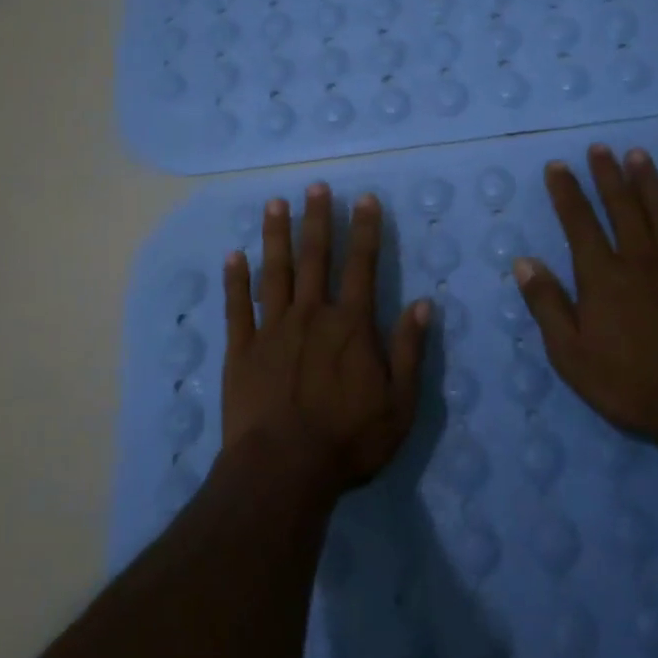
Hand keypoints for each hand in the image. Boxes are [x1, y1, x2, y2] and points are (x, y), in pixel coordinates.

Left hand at [222, 183, 428, 499]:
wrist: (282, 471)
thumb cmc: (347, 440)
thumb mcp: (399, 403)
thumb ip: (410, 351)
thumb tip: (424, 304)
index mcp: (351, 325)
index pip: (362, 266)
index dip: (366, 230)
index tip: (365, 199)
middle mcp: (311, 315)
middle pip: (316, 258)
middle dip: (318, 219)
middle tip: (316, 186)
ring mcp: (272, 329)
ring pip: (275, 272)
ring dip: (277, 236)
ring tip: (275, 203)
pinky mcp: (241, 350)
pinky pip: (237, 307)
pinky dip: (235, 280)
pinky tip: (233, 256)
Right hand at [514, 144, 657, 465]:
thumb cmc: (628, 384)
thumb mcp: (570, 354)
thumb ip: (547, 304)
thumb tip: (524, 262)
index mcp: (604, 276)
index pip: (579, 223)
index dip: (567, 193)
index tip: (558, 166)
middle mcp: (641, 261)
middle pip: (623, 208)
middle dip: (608, 176)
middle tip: (600, 148)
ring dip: (651, 184)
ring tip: (640, 156)